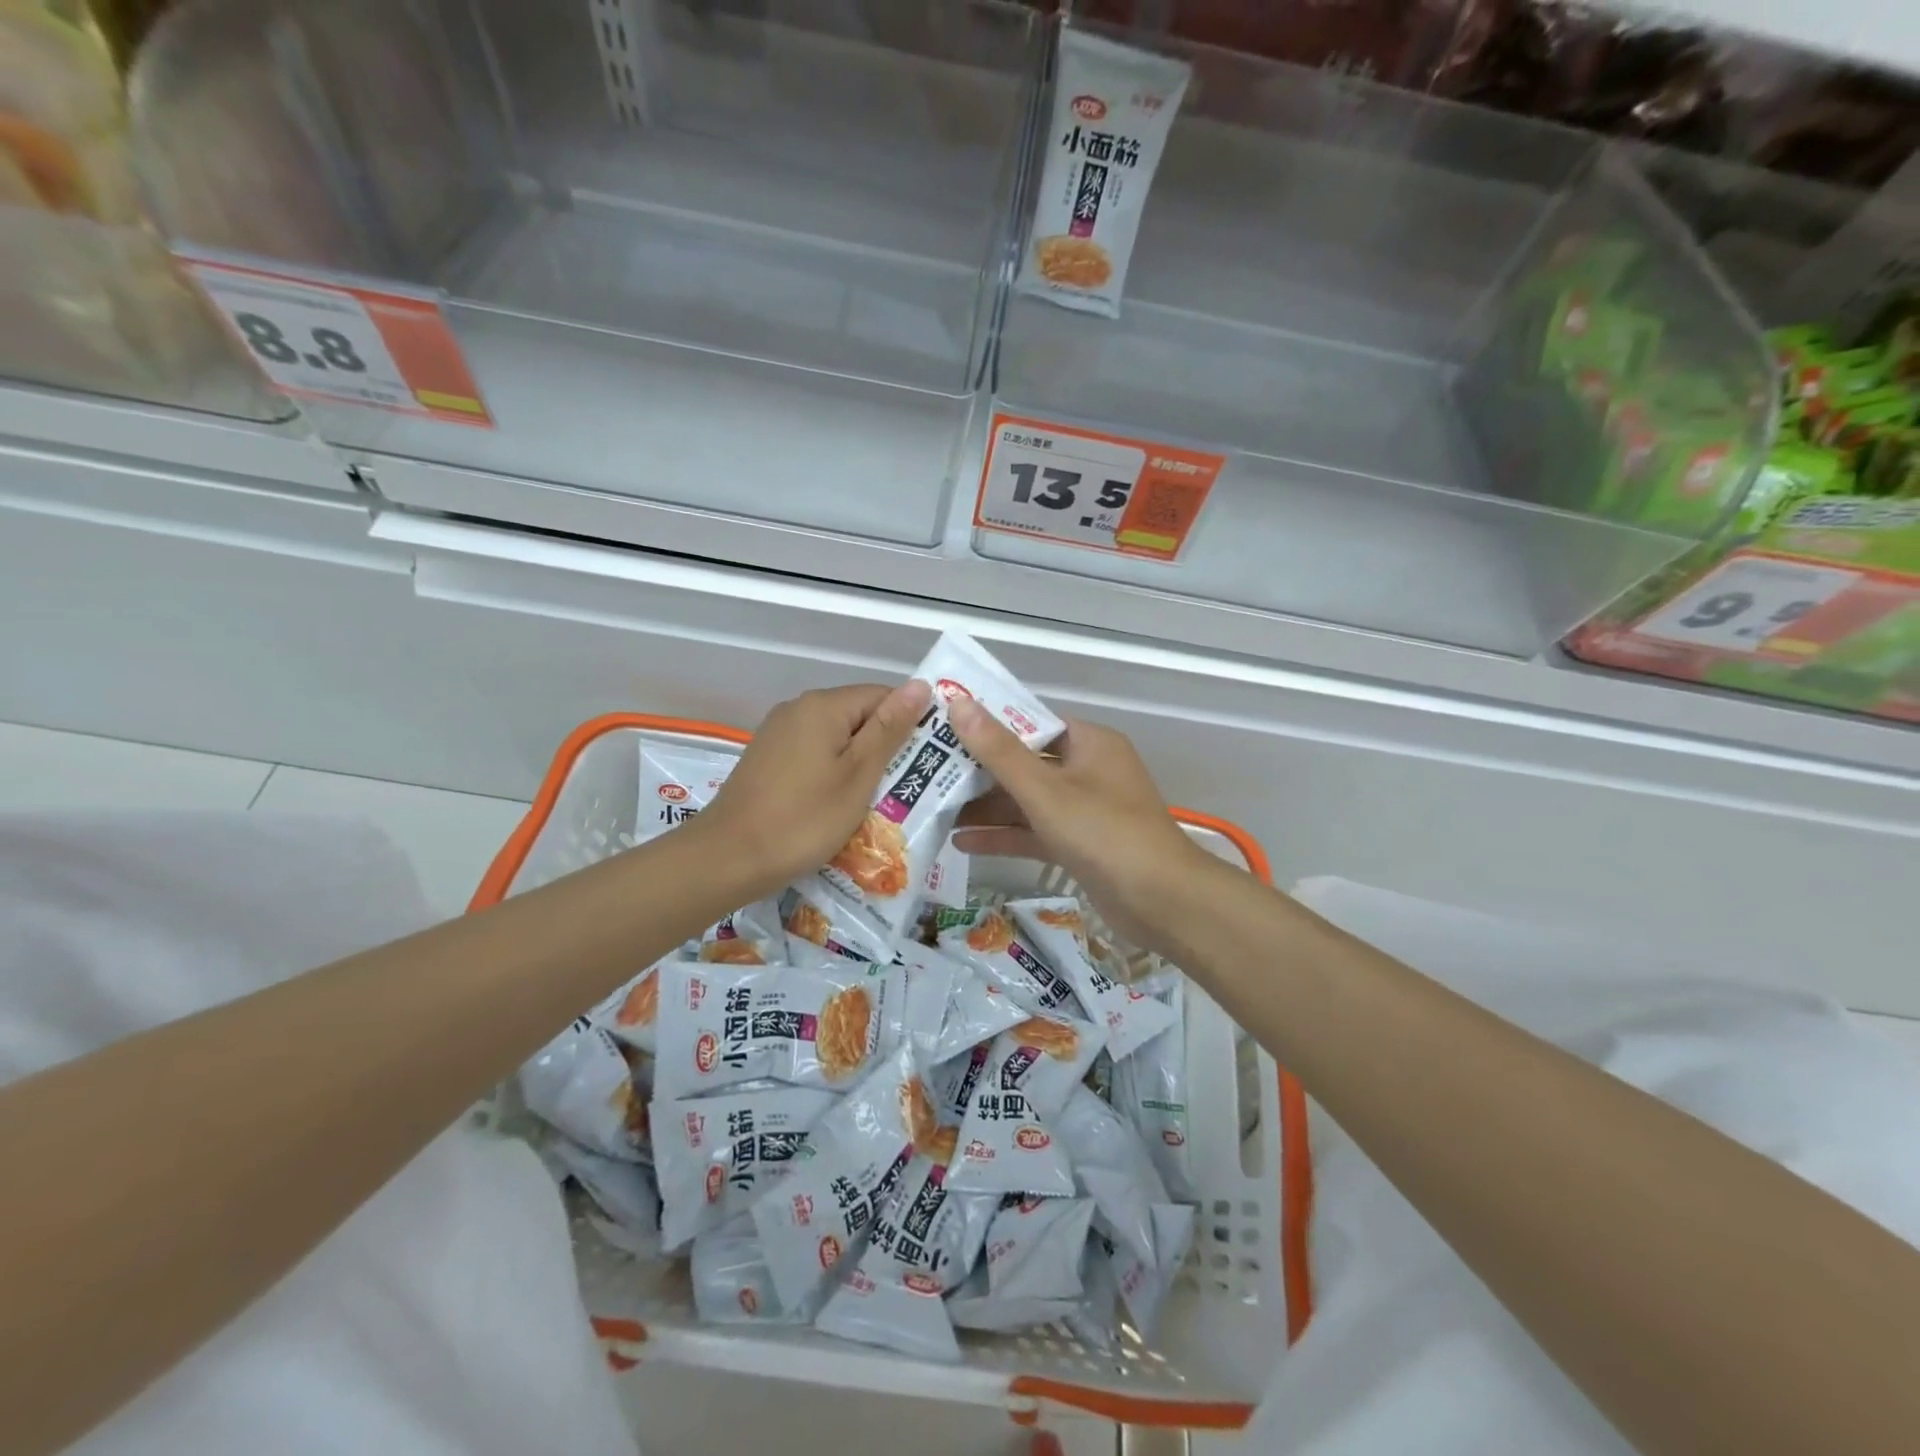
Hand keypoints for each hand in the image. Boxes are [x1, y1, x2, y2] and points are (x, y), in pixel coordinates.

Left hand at [694, 681, 931, 898]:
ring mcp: (778, 733)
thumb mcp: (858, 775)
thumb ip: (890, 729)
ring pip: (836, 738)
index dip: (909, 724)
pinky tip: (839, 804)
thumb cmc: (804, 819)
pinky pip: (814, 754)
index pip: (883, 696)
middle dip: (885, 747)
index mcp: (824, 705)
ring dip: (860, 764)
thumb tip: (921, 685)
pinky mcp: (768, 758)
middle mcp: (798, 708)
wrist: (728, 858)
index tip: (926, 761)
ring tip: (879, 800)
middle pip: (858, 716)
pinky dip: (833, 773)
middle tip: (907, 787)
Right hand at [945, 699, 1215, 955]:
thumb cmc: (1104, 832)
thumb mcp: (1045, 790)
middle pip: (1025, 763)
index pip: (1030, 722)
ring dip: (988, 808)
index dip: (988, 724)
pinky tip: (962, 843)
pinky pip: (1036, 832)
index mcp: (1089, 743)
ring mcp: (1086, 810)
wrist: (1162, 902)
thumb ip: (998, 751)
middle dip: (980, 772)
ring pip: (1028, 801)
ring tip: (936, 811)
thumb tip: (958, 702)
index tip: (944, 729)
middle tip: (930, 773)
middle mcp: (1088, 770)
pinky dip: (1005, 836)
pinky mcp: (1081, 845)